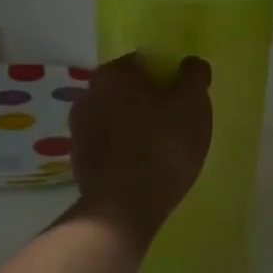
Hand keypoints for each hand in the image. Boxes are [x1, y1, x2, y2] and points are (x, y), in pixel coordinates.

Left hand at [70, 53, 212, 247]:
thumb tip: (190, 64)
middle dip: (151, 101)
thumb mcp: (193, 105)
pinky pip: (109, 144)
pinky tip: (143, 168)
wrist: (123, 210)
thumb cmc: (163, 147)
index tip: (185, 99)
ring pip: (117, 117)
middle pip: (129, 89)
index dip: (169, 77)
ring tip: (162, 150)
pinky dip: (124, 149)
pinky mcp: (78, 159)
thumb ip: (194, 76)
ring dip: (136, 126)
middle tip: (177, 124)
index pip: (145, 62)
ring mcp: (78, 129)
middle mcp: (88, 93)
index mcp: (113, 73)